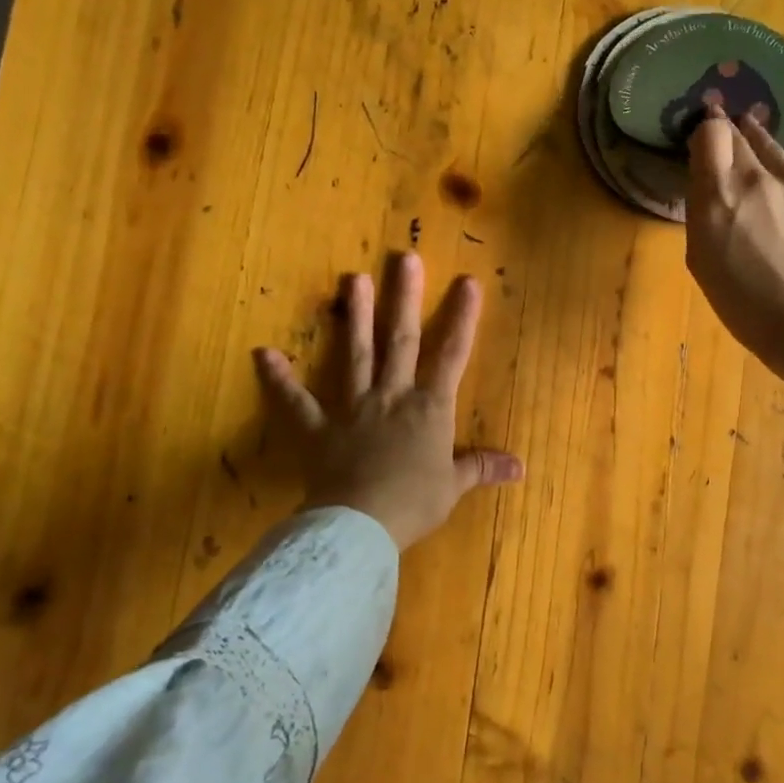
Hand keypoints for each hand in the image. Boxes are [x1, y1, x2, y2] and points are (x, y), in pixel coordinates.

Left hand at [253, 254, 523, 548]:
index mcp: (429, 409)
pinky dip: (279, 379)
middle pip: (401, 340)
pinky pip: (296, 402)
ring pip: (356, 354)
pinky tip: (263, 354)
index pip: (451, 355)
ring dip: (355, 316)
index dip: (462, 318)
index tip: (467, 281)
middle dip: (405, 298)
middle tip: (404, 258)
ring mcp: (353, 408)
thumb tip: (520, 467)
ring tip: (352, 278)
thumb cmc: (414, 503)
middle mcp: (392, 396)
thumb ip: (481, 467)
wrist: (362, 524)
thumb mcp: (453, 486)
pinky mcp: (318, 428)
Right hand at [685, 107, 783, 386]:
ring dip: (757, 149)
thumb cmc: (741, 300)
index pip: (710, 132)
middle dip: (728, 136)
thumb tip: (707, 180)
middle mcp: (758, 178)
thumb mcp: (700, 257)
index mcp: (719, 197)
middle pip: (739, 132)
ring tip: (755, 166)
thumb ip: (701, 209)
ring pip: (771, 146)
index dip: (704, 133)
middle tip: (724, 146)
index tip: (703, 145)